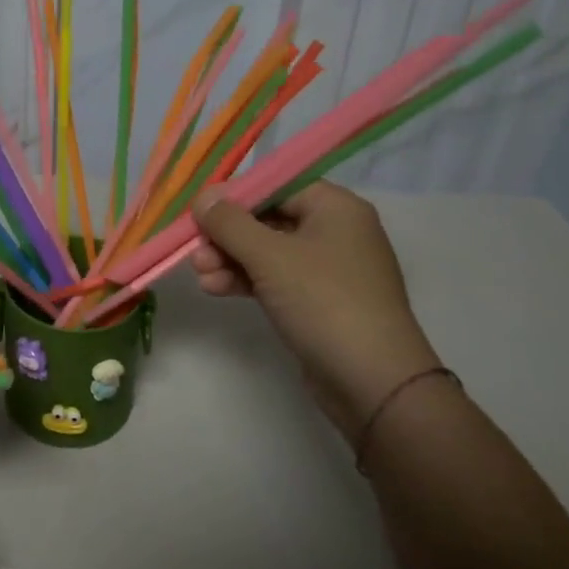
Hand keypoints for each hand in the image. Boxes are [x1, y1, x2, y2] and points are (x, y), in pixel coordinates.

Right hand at [191, 182, 441, 434]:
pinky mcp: (318, 301)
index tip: (198, 211)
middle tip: (194, 250)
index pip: (276, 185)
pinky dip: (246, 281)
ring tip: (200, 275)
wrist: (373, 383)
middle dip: (227, 235)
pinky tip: (215, 289)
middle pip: (268, 219)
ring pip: (267, 252)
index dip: (235, 196)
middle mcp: (335, 231)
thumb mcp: (270, 256)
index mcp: (335, 207)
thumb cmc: (324, 302)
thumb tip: (203, 196)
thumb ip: (230, 223)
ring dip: (230, 260)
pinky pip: (275, 279)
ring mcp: (328, 269)